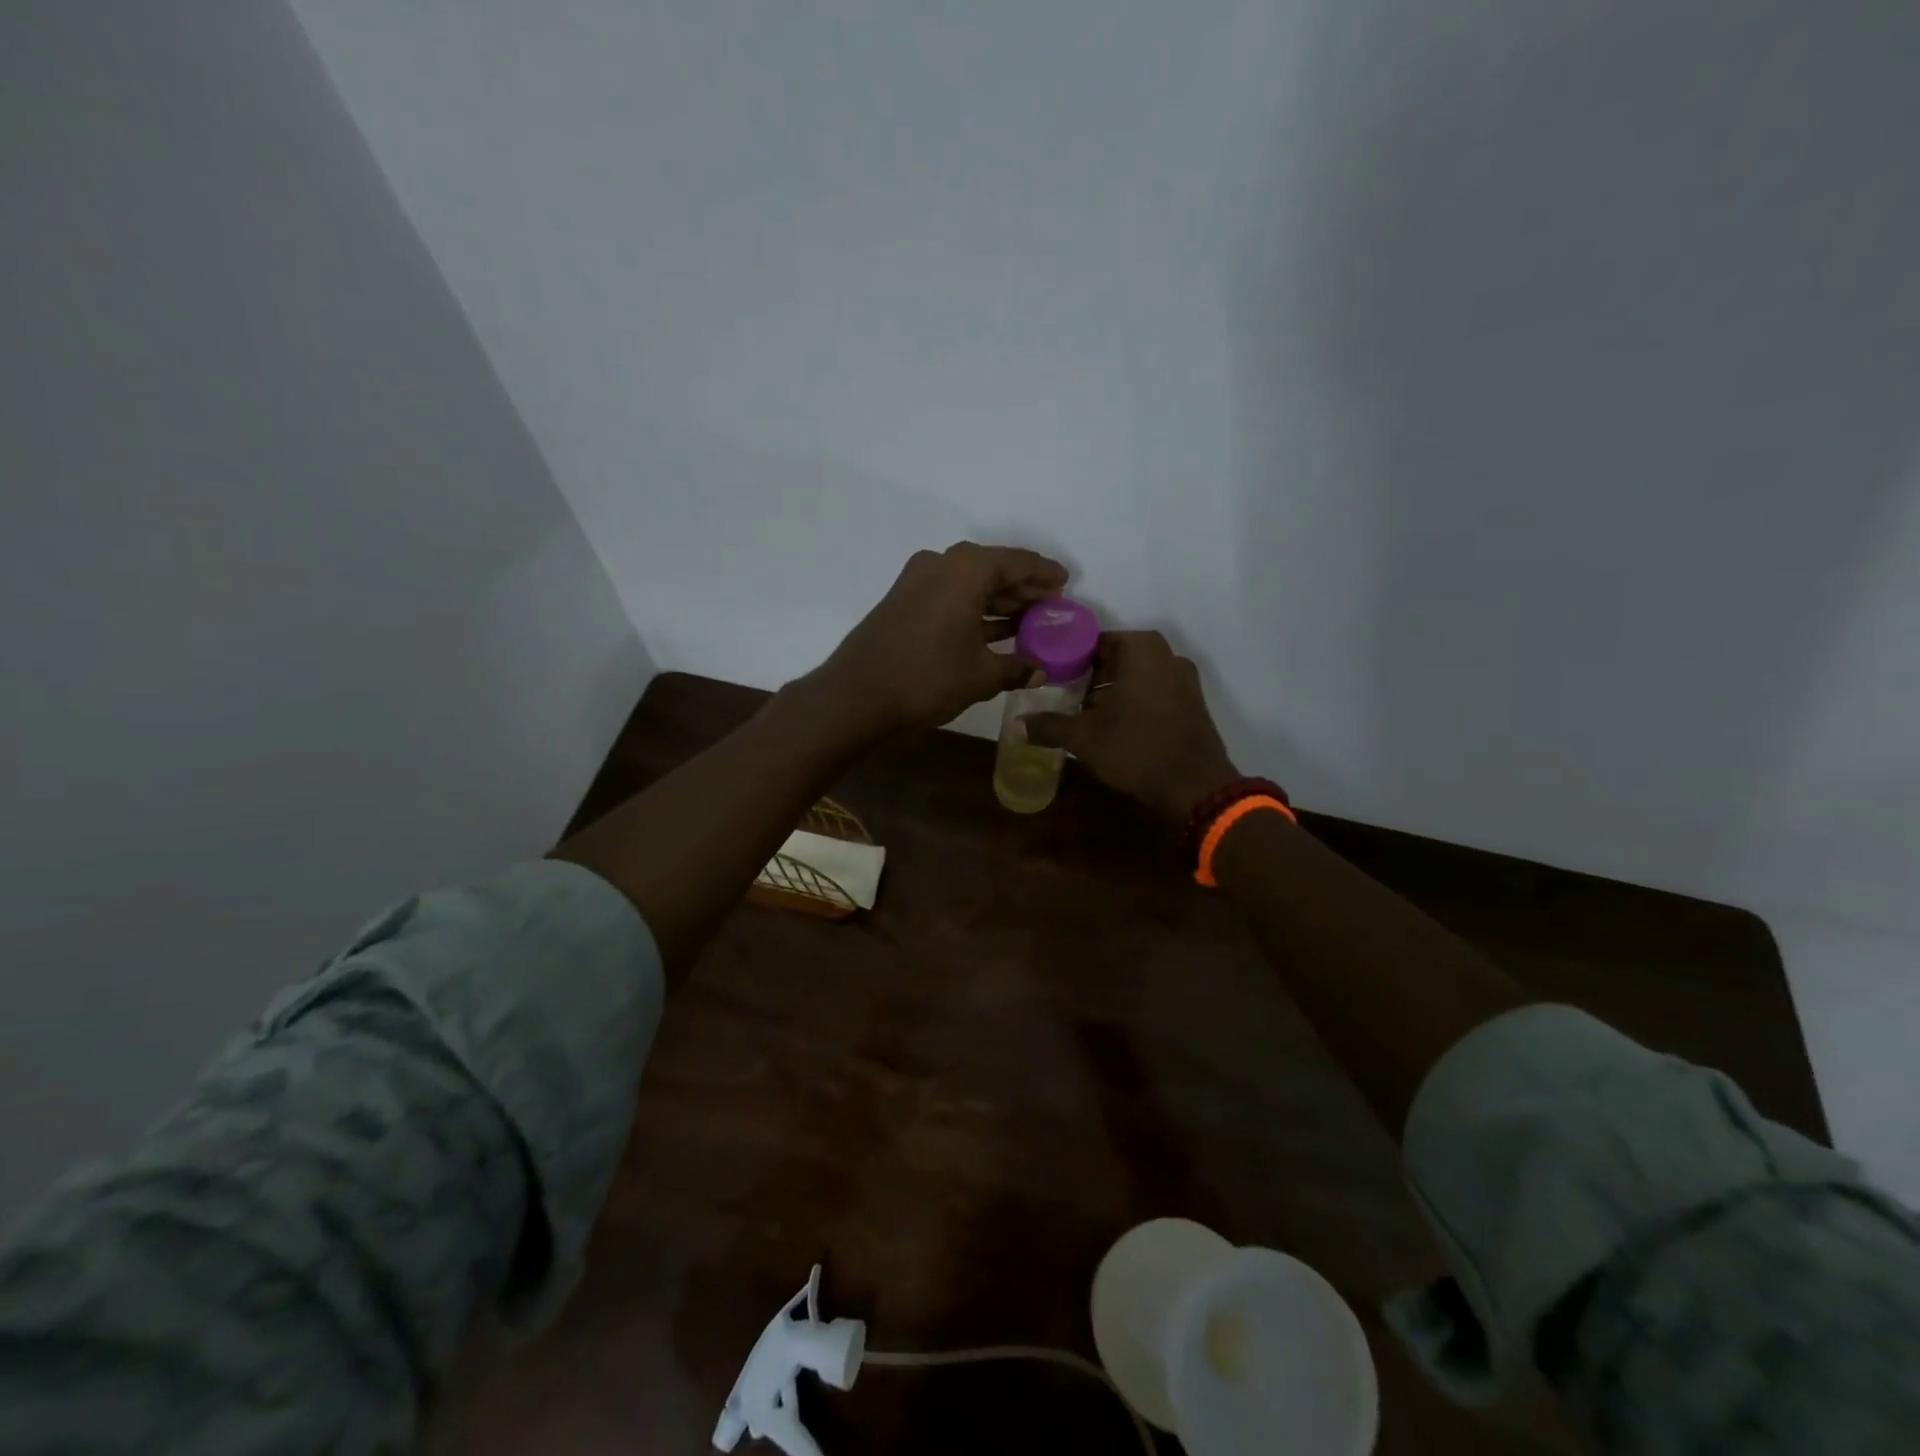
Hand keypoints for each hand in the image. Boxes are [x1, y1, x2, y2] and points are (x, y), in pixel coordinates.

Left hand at [808, 542, 1068, 734]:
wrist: (857, 694)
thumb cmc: (928, 677)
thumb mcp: (982, 675)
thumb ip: (1017, 667)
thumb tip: (1041, 670)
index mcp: (967, 568)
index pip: (1019, 562)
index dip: (1046, 574)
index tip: (1066, 584)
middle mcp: (942, 563)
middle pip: (994, 569)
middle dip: (1024, 589)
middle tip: (1051, 608)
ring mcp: (918, 580)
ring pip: (970, 584)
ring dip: (999, 601)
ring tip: (1029, 622)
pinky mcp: (903, 600)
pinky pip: (951, 596)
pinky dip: (974, 610)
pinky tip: (994, 631)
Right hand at [1024, 630, 1239, 824]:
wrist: (1195, 788)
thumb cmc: (1136, 750)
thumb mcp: (1084, 738)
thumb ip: (1049, 726)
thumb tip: (1018, 724)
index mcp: (1141, 649)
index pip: (1093, 641)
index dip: (1067, 659)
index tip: (1050, 678)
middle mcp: (1167, 654)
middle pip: (1116, 657)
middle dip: (1089, 675)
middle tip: (1063, 696)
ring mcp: (1184, 678)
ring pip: (1136, 675)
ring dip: (1111, 690)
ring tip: (1085, 714)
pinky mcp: (1192, 701)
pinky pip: (1154, 690)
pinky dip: (1133, 700)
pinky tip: (1115, 726)